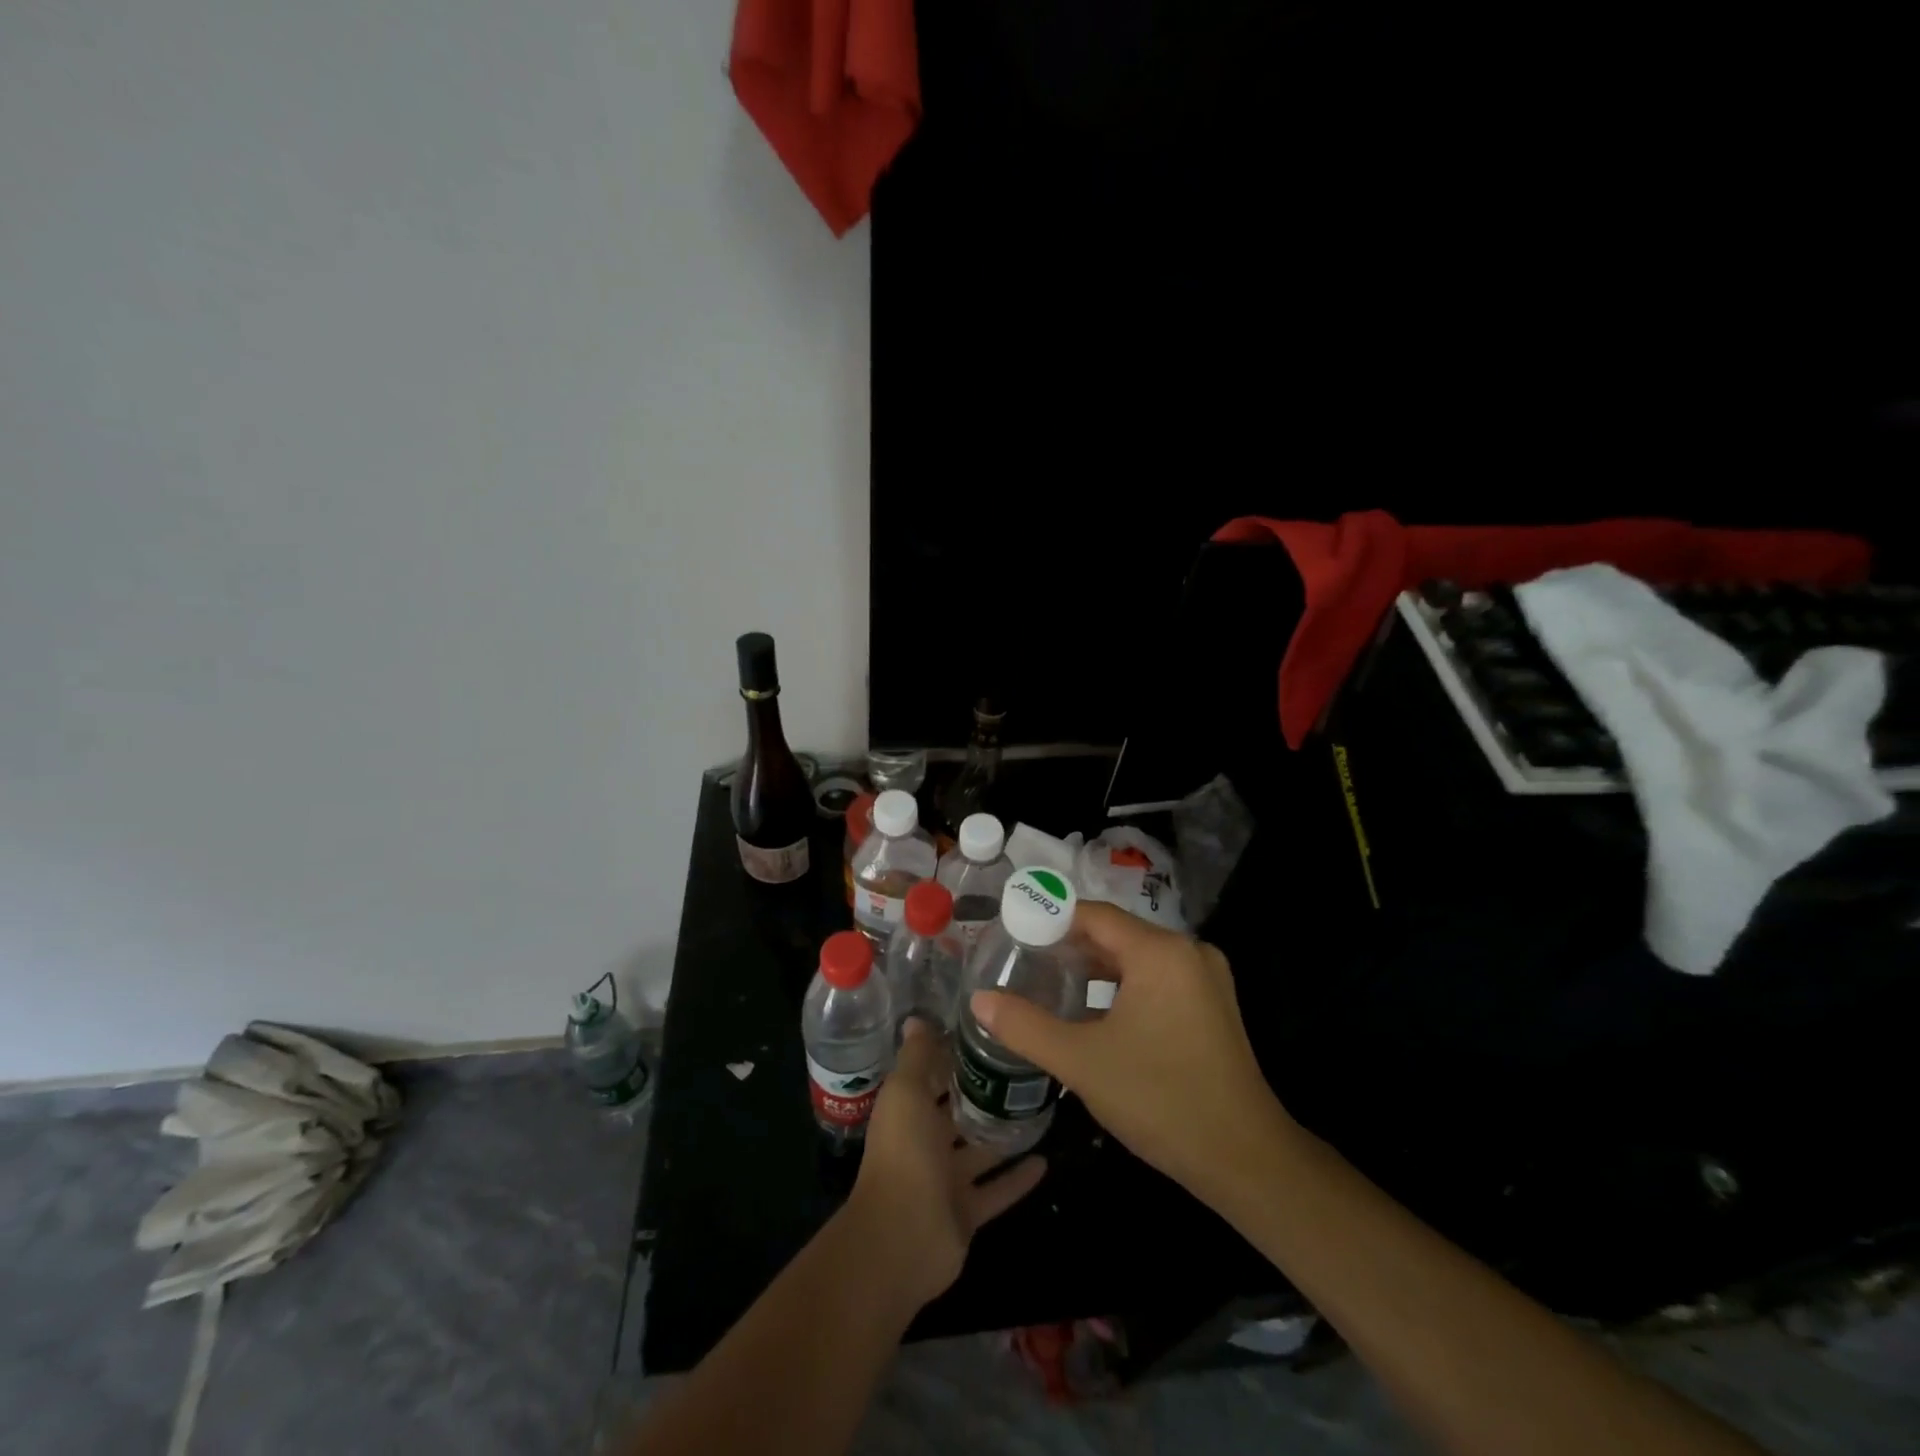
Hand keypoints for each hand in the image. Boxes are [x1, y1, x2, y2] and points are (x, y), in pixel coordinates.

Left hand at [841, 1019, 1046, 1312]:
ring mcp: (947, 1180)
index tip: (989, 1034)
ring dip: (1005, 1135)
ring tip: (1041, 1109)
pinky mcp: (967, 1212)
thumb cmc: (904, 1153)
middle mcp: (926, 1141)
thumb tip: (917, 1019)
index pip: (934, 1075)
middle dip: (985, 1093)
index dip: (954, 1055)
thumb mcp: (906, 1092)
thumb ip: (917, 1056)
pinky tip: (1046, 1160)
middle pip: (960, 1112)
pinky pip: (997, 1190)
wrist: (901, 1238)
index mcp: (909, 1109)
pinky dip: (1017, 1178)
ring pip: (981, 1151)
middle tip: (1026, 1068)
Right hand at [970, 901, 1290, 1204]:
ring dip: (1095, 969)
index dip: (1051, 919)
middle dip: (1069, 946)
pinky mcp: (1213, 1006)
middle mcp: (1188, 952)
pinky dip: (1122, 987)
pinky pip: (1157, 979)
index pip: (1094, 915)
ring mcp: (1205, 979)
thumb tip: (979, 1000)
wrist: (1246, 1160)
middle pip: (1116, 934)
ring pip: (1137, 958)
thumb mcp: (1082, 1062)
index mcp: (1160, 952)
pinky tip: (1093, 1012)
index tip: (1013, 932)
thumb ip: (1025, 1026)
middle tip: (1024, 961)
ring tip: (1050, 983)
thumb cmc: (1160, 1099)